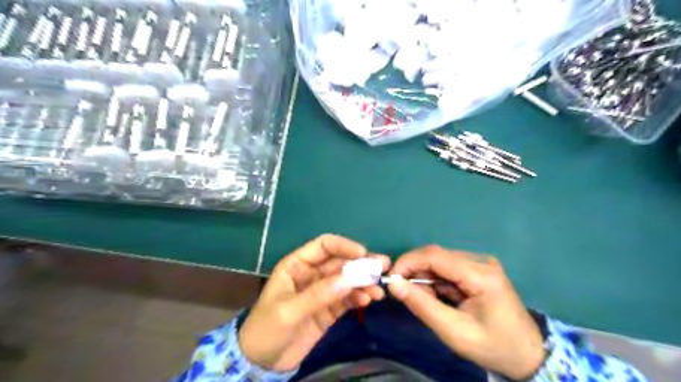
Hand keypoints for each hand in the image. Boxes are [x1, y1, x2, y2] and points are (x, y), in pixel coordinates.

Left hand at [238, 234, 387, 371]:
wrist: (261, 363)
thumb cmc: (266, 329)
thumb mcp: (289, 311)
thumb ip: (319, 294)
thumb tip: (350, 279)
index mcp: (297, 265)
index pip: (324, 246)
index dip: (344, 246)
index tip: (363, 254)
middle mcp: (312, 274)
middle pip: (340, 262)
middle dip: (361, 264)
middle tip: (382, 267)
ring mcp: (322, 291)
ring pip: (347, 280)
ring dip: (364, 282)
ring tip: (378, 290)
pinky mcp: (330, 309)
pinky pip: (348, 298)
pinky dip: (359, 297)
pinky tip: (368, 300)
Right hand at [385, 246, 546, 379]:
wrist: (527, 354)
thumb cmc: (492, 346)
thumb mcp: (454, 331)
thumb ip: (422, 306)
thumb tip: (394, 284)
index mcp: (481, 275)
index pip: (435, 256)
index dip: (408, 262)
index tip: (391, 278)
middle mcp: (481, 262)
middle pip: (436, 256)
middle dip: (415, 271)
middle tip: (403, 293)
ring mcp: (480, 264)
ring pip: (439, 261)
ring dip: (424, 277)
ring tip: (424, 300)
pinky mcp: (477, 269)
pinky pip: (447, 268)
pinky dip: (435, 281)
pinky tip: (437, 297)